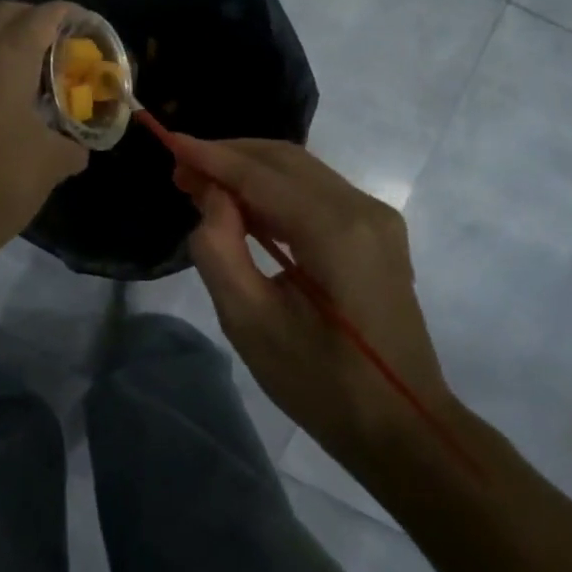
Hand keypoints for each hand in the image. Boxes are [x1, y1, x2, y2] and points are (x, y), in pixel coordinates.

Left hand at [0, 1, 89, 242]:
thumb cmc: (4, 179)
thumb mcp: (53, 161)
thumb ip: (72, 145)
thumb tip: (78, 149)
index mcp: (7, 58)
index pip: (42, 17)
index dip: (67, 14)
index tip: (86, 24)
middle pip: (4, 14)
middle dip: (33, 17)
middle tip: (60, 39)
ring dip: (7, 39)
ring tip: (36, 65)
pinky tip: (10, 95)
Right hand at [171, 136, 451, 465]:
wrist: (402, 427)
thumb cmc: (321, 384)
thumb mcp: (250, 322)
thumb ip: (219, 249)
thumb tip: (212, 196)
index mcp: (336, 230)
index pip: (261, 174)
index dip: (212, 156)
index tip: (169, 143)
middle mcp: (363, 209)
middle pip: (284, 159)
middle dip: (229, 157)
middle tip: (182, 171)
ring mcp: (377, 218)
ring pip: (301, 171)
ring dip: (250, 170)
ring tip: (203, 185)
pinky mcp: (377, 232)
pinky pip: (317, 191)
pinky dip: (275, 189)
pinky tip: (244, 206)